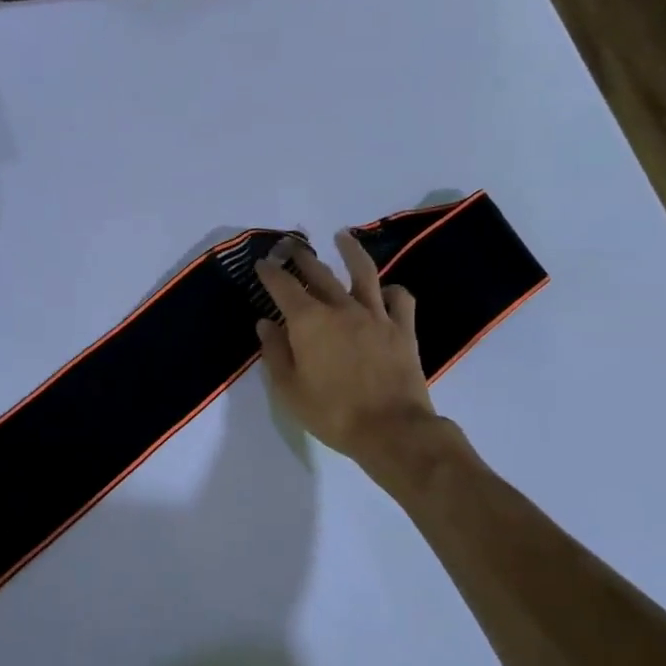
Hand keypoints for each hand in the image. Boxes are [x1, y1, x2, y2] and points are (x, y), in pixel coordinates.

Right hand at [255, 231, 441, 461]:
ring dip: (350, 251)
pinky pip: (400, 298)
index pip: (283, 286)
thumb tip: (265, 323)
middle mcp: (341, 308)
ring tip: (342, 236)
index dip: (270, 272)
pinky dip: (391, 290)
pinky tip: (385, 289)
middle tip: (292, 246)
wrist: (392, 429)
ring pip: (363, 272)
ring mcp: (376, 315)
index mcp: (308, 321)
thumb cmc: (332, 413)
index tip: (262, 263)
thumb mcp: (288, 389)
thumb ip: (274, 352)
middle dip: (302, 257)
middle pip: (319, 273)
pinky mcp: (403, 328)